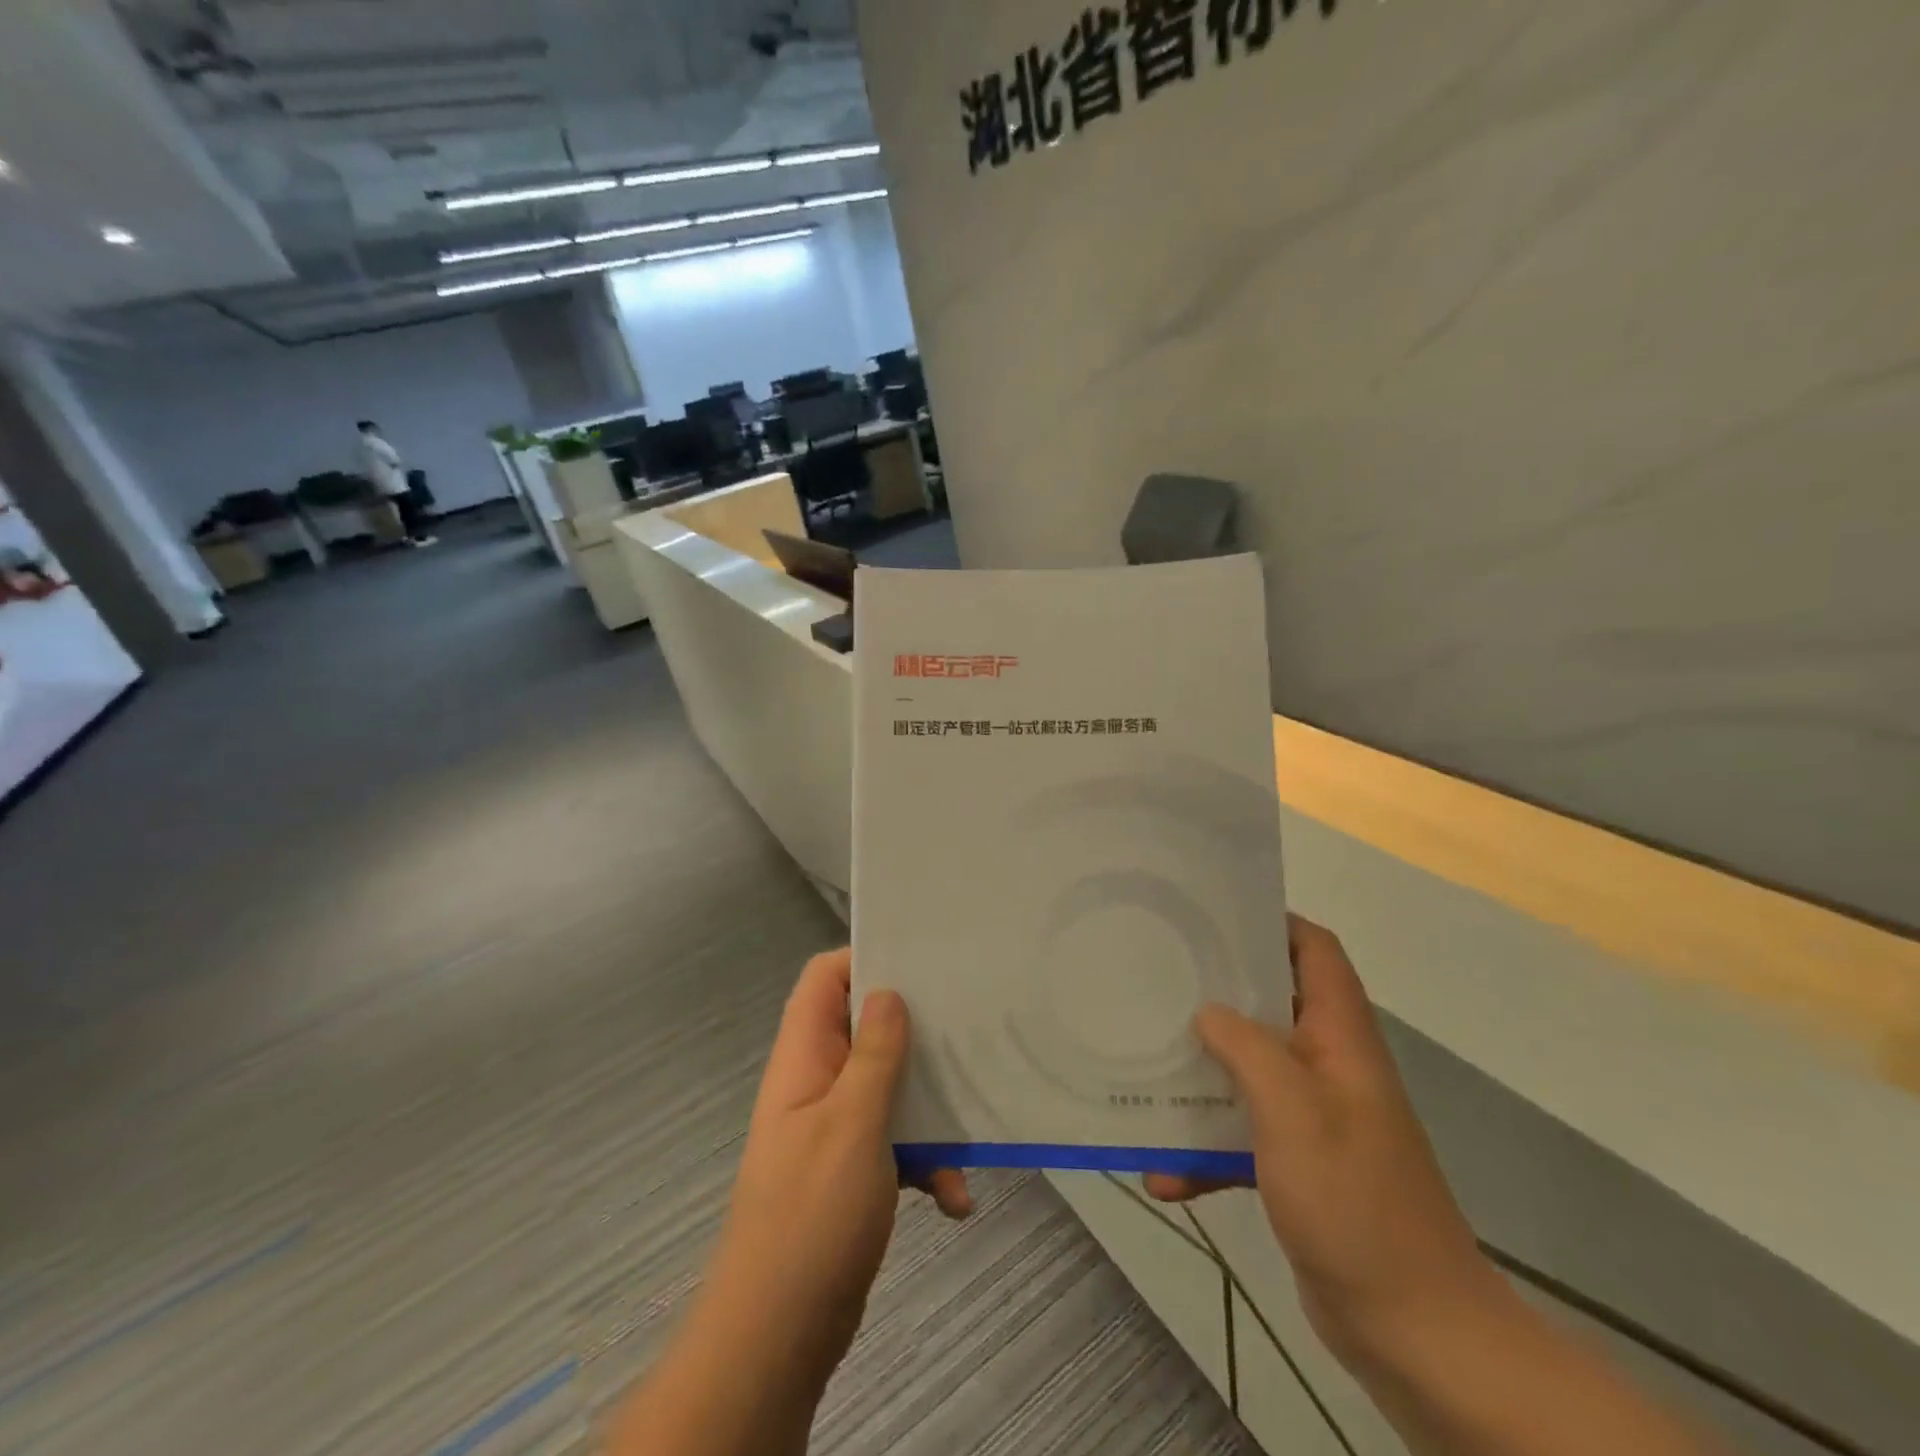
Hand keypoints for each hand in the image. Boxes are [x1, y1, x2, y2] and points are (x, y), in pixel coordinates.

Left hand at [702, 949, 970, 1392]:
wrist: (779, 1336)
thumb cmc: (811, 1216)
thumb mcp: (851, 1124)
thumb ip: (874, 1055)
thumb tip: (887, 991)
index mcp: (804, 1057)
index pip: (823, 980)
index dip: (865, 958)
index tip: (921, 961)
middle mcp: (818, 1082)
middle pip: (866, 1027)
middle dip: (916, 1030)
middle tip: (966, 1027)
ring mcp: (836, 1126)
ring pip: (890, 1086)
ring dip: (930, 1107)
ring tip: (970, 1122)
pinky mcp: (856, 1168)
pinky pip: (898, 1142)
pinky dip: (927, 1160)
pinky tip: (955, 1197)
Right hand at [1147, 916, 1502, 1373]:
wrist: (1412, 1328)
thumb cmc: (1353, 1200)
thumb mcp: (1293, 1109)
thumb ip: (1246, 1047)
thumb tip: (1207, 1011)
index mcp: (1340, 1038)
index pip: (1315, 951)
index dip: (1272, 922)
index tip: (1211, 917)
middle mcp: (1328, 1065)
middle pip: (1272, 1002)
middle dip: (1217, 989)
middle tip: (1159, 976)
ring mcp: (1312, 1115)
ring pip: (1248, 1067)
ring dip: (1202, 1070)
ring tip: (1145, 1060)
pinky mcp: (1295, 1162)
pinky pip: (1240, 1134)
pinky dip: (1204, 1147)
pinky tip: (1161, 1171)